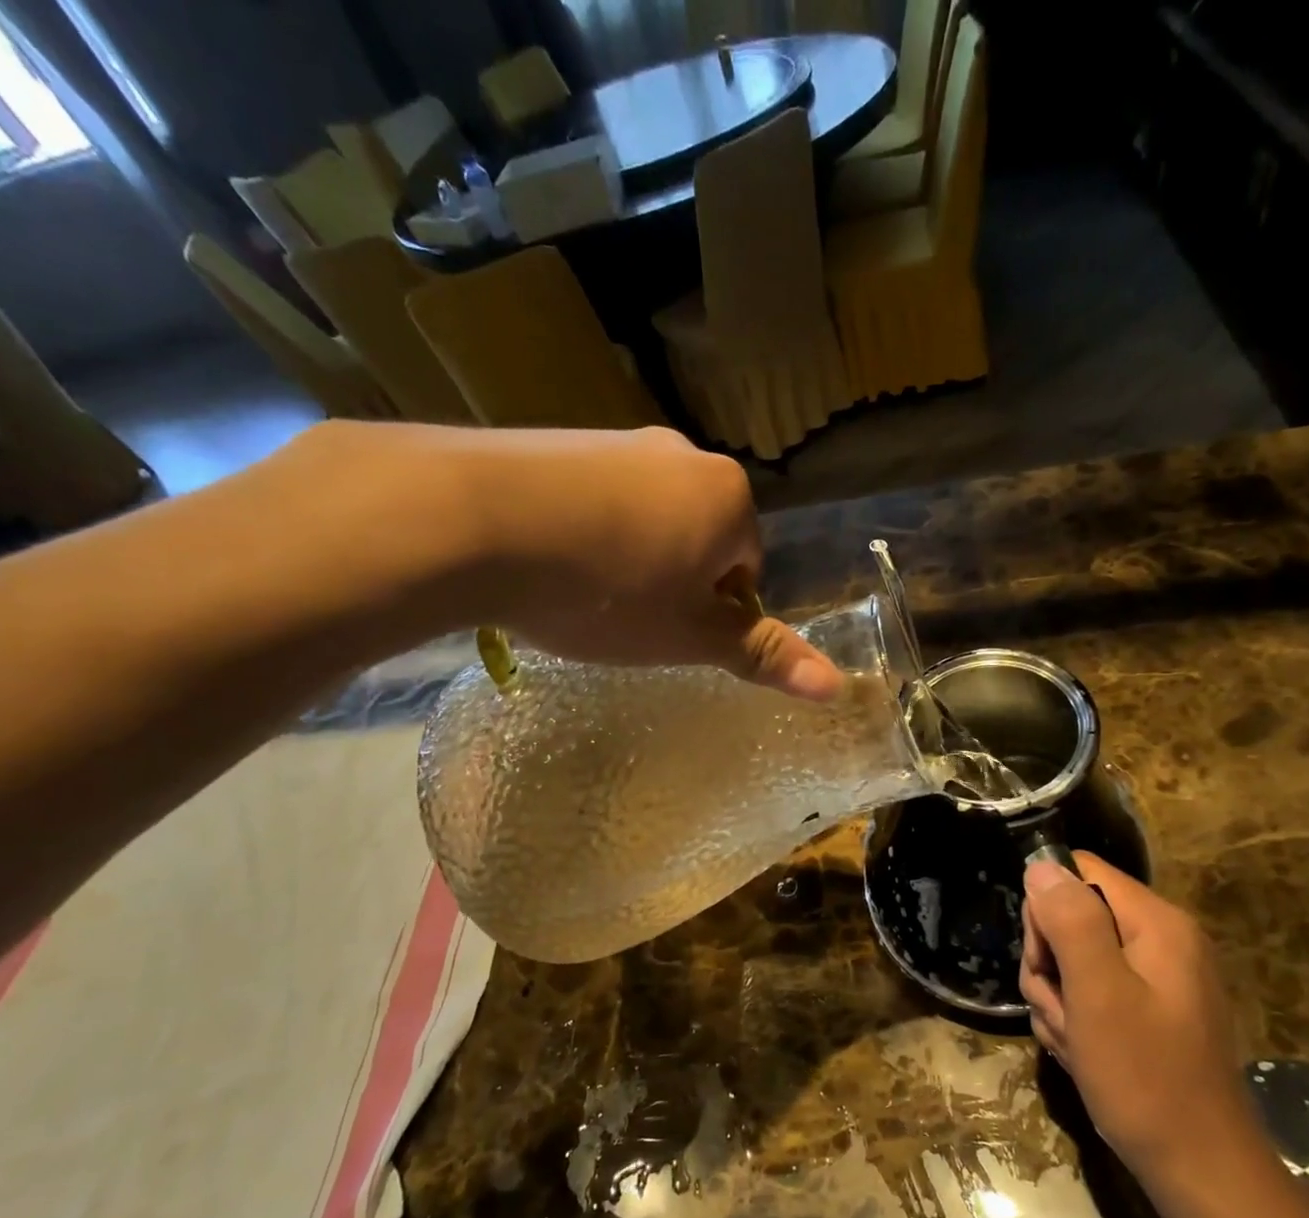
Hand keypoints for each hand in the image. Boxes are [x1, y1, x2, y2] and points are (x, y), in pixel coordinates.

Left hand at [295, 422, 842, 699]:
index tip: (670, 634)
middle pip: (698, 539)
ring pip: (643, 519)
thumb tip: (836, 686)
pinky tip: (545, 562)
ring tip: (581, 597)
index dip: (713, 612)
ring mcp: (615, 441)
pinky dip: (581, 534)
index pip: (746, 568)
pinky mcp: (556, 440)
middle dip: (673, 582)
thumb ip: (761, 654)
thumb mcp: (689, 636)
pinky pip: (592, 500)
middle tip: (628, 621)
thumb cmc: (606, 590)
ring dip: (626, 560)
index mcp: (727, 497)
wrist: (472, 520)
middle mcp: (680, 456)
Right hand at [1019, 852, 1253, 1171]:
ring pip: (1075, 961)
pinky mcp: (1149, 1011)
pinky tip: (1083, 1055)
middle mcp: (1160, 940)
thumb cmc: (1145, 1077)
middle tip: (1060, 1011)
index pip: (1079, 873)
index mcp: (1156, 923)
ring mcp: (1156, 978)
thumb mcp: (1098, 993)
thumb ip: (1071, 920)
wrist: (1200, 1171)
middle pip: (1073, 918)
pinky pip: (1093, 994)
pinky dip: (1077, 1021)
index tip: (1047, 961)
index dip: (1048, 910)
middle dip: (1050, 964)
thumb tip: (1042, 865)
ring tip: (1074, 1042)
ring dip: (1058, 1000)